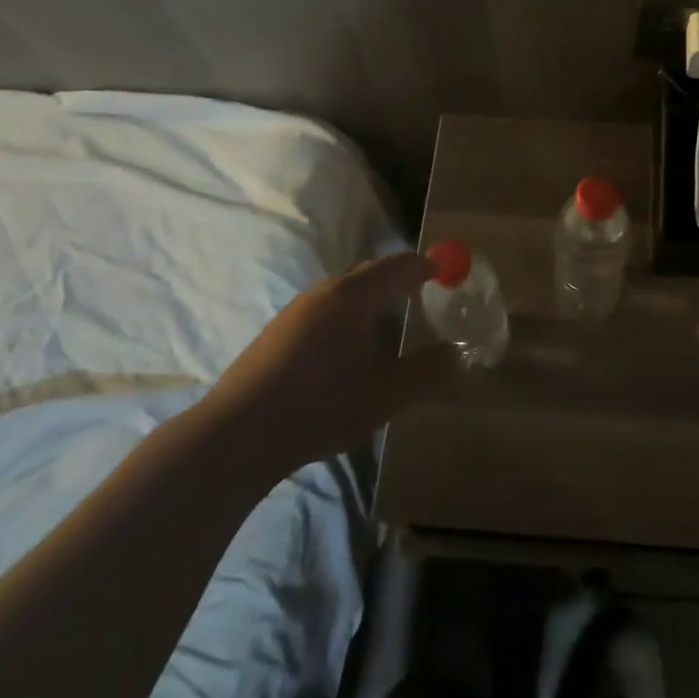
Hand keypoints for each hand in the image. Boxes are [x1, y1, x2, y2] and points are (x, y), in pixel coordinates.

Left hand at [202, 253, 460, 472]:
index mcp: (354, 295)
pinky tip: (348, 346)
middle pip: (369, 272)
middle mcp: (325, 291)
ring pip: (344, 290)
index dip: (424, 265)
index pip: (397, 265)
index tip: (445, 271)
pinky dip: (348, 312)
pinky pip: (325, 307)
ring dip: (371, 296)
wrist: (239, 432)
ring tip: (388, 320)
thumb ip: (426, 370)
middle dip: (397, 277)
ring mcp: (297, 309)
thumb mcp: (385, 394)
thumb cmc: (321, 405)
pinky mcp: (278, 330)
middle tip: (421, 292)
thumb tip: (460, 352)